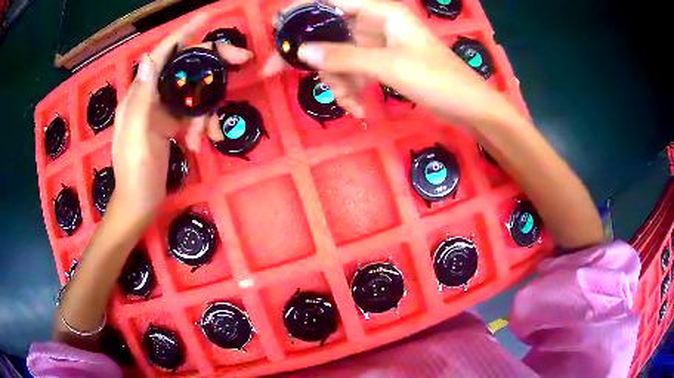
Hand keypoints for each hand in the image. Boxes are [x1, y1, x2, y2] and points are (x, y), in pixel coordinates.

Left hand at [111, 15, 252, 216]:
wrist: (139, 203)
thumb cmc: (134, 173)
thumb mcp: (136, 137)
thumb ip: (142, 99)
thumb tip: (150, 59)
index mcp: (139, 95)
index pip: (162, 55)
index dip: (183, 34)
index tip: (207, 18)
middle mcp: (151, 96)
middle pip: (185, 68)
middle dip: (211, 66)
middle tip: (241, 60)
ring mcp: (162, 110)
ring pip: (193, 93)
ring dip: (205, 111)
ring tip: (206, 136)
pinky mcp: (172, 124)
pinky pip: (193, 115)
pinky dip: (202, 126)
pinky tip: (201, 143)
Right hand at [263, 0, 513, 126]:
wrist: (468, 107)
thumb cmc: (436, 78)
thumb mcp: (388, 65)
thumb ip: (344, 56)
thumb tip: (302, 51)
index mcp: (381, 12)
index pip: (332, 1)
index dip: (302, 10)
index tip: (277, 25)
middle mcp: (376, 24)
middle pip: (329, 32)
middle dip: (311, 56)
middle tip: (275, 71)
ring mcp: (378, 46)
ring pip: (339, 57)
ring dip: (337, 82)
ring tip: (349, 103)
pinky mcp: (382, 65)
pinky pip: (355, 73)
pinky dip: (352, 90)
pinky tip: (360, 110)